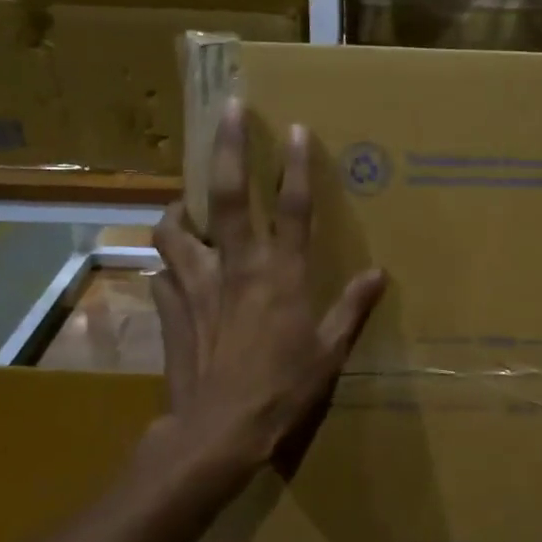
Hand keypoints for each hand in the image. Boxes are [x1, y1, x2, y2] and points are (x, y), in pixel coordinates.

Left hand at [150, 99, 385, 474]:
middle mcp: (236, 267)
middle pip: (227, 195)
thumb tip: (379, 274)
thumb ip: (351, 308)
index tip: (295, 128)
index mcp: (280, 275)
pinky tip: (176, 274)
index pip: (292, 207)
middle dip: (228, 146)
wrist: (218, 431)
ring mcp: (196, 285)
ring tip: (185, 206)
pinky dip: (169, 267)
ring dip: (179, 210)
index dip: (296, 165)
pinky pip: (162, 274)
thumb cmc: (283, 390)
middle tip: (228, 110)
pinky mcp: (170, 309)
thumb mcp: (329, 353)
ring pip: (175, 229)